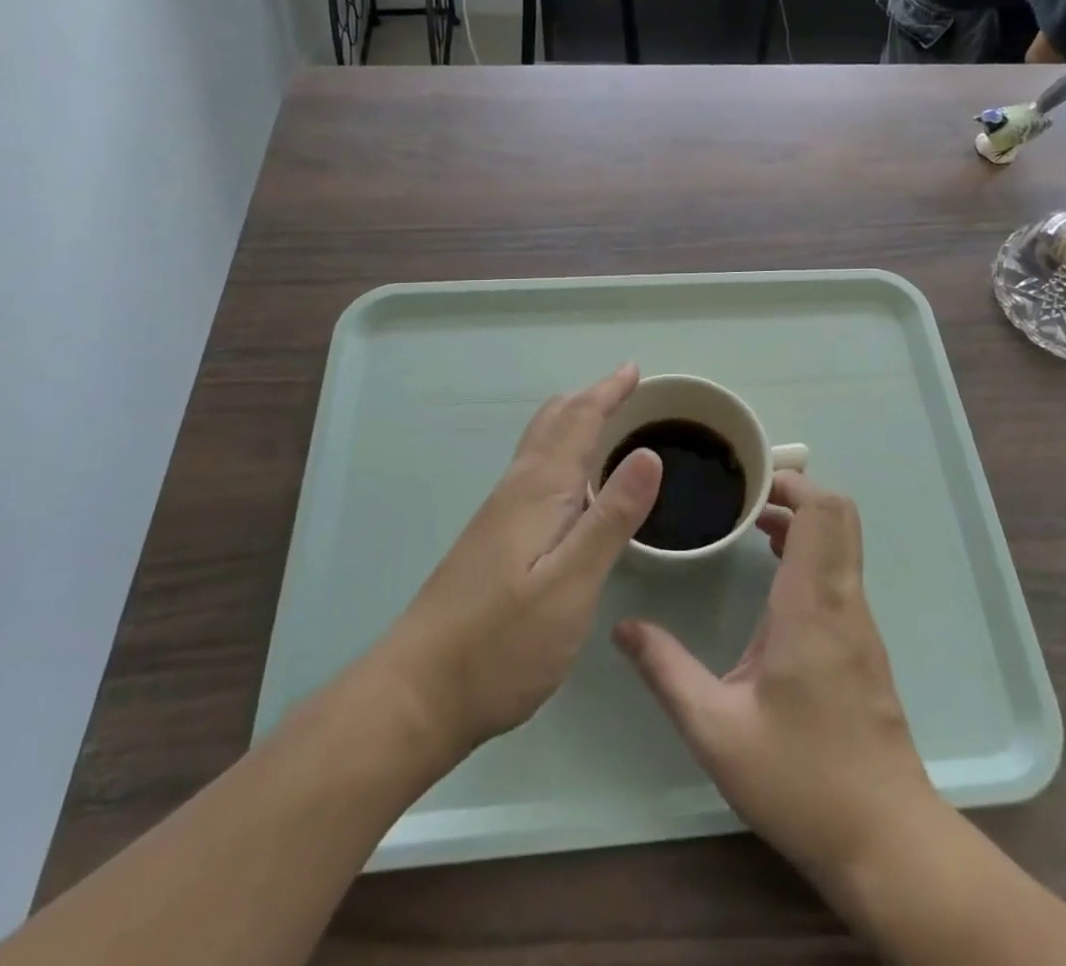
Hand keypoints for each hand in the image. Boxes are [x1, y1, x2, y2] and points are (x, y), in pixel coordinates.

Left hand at [376, 363, 661, 766]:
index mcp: (539, 490)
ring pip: (539, 447)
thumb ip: (612, 518)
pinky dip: (560, 454)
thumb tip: (649, 452)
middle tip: (624, 388)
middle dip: (589, 399)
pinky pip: (533, 472)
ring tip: (603, 421)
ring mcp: (498, 515)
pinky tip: (570, 483)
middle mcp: (516, 490)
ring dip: (573, 423)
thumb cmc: (501, 643)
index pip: (578, 421)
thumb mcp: (571, 584)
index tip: (633, 370)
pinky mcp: (491, 541)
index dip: (607, 392)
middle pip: (553, 424)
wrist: (415, 695)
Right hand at [612, 472, 937, 889]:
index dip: (791, 482)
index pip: (822, 511)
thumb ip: (666, 671)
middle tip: (743, 499)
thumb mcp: (716, 730)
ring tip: (749, 527)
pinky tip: (770, 579)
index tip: (747, 483)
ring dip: (801, 522)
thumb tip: (623, 628)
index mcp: (811, 605)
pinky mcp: (862, 643)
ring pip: (841, 542)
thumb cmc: (800, 779)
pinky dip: (810, 554)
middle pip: (838, 514)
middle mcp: (842, 600)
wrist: (886, 841)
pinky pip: (840, 572)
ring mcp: (859, 621)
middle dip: (794, 493)